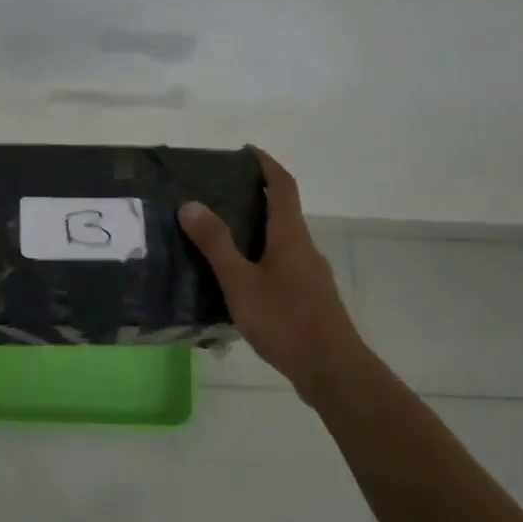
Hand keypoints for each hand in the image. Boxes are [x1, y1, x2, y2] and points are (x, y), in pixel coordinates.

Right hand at [179, 149, 361, 395]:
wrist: (331, 369)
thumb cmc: (284, 319)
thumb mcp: (240, 281)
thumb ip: (215, 243)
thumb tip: (191, 204)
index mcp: (290, 236)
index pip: (282, 186)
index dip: (267, 165)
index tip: (247, 152)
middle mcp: (305, 248)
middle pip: (283, 212)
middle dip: (256, 198)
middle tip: (219, 196)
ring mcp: (311, 275)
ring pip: (282, 242)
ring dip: (257, 232)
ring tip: (221, 238)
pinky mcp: (311, 299)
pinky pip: (283, 266)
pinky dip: (262, 259)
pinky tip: (240, 282)